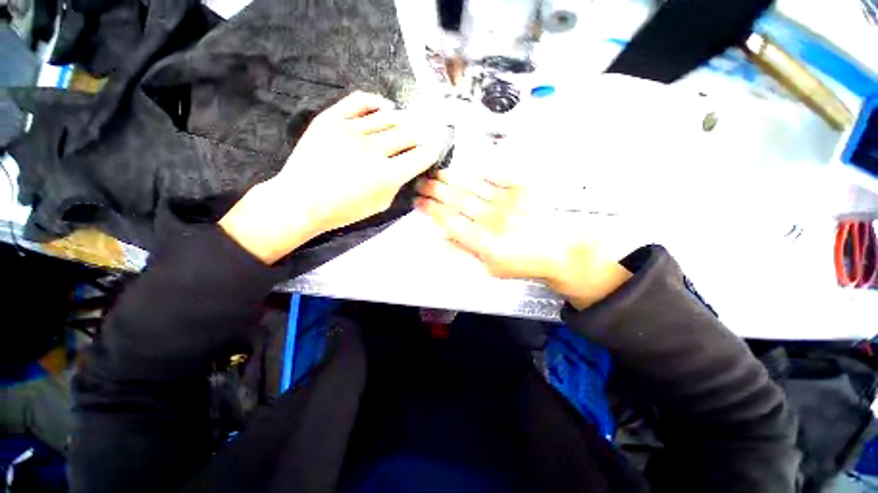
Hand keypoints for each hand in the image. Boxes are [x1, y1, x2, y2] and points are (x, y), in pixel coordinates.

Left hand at [220, 92, 446, 263]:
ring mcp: (350, 131)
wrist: (301, 201)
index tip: (436, 147)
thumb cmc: (344, 210)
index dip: (432, 150)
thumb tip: (409, 164)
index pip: (420, 156)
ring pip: (389, 117)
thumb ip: (399, 183)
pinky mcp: (331, 118)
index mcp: (386, 176)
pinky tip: (386, 108)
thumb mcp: (381, 205)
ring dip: (403, 122)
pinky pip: (361, 101)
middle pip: (408, 134)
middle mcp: (372, 150)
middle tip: (421, 138)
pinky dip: (378, 102)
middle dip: (419, 137)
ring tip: (405, 126)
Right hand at [415, 169, 631, 308]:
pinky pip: (498, 176)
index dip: (432, 210)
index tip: (419, 201)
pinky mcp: (522, 190)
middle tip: (422, 182)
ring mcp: (507, 203)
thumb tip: (438, 244)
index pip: (450, 221)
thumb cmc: (523, 262)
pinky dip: (482, 170)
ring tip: (437, 173)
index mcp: (484, 242)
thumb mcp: (489, 268)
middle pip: (457, 201)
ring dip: (452, 179)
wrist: (560, 252)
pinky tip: (468, 165)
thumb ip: (463, 255)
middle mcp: (492, 219)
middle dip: (436, 191)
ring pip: (472, 187)